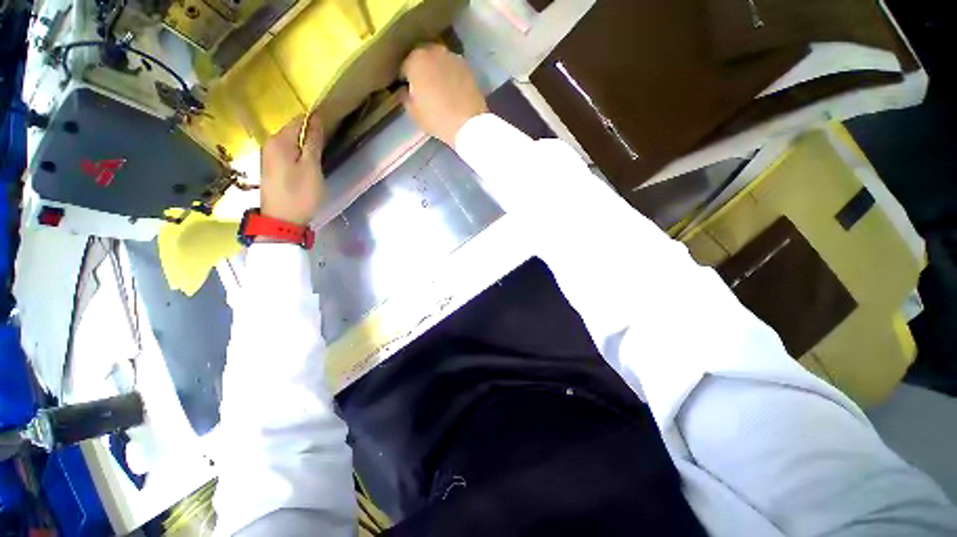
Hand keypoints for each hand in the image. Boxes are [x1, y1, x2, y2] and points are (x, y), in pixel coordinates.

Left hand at [260, 113, 324, 224]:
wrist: (282, 220)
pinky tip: (308, 166)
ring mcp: (268, 157)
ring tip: (321, 156)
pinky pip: (287, 154)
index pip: (298, 120)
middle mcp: (269, 144)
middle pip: (293, 131)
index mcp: (279, 141)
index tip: (332, 129)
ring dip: (305, 146)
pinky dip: (299, 155)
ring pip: (290, 143)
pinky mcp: (271, 168)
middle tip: (329, 146)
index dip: (315, 121)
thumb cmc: (300, 194)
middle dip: (310, 134)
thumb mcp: (311, 167)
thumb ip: (313, 142)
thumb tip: (315, 118)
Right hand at [402, 44, 487, 146]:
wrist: (468, 123)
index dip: (405, 81)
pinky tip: (453, 92)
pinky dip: (451, 77)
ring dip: (438, 72)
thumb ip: (406, 97)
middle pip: (423, 59)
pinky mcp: (468, 67)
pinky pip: (454, 69)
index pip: (404, 67)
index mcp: (416, 60)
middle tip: (424, 89)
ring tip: (440, 90)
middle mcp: (434, 51)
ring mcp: (453, 57)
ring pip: (440, 62)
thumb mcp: (414, 113)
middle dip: (422, 71)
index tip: (409, 92)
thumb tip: (406, 91)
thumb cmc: (436, 118)